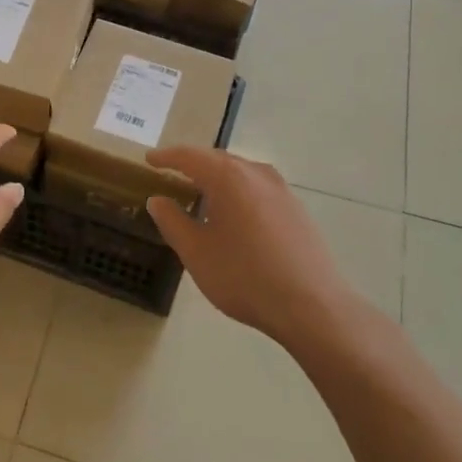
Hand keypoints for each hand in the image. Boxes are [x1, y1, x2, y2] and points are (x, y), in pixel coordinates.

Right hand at [144, 148, 355, 342]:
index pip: (189, 156)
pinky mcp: (296, 208)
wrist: (312, 305)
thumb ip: (172, 221)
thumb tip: (157, 199)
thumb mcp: (196, 252)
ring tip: (201, 191)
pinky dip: (238, 189)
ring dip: (218, 176)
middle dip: (193, 163)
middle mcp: (256, 173)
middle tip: (172, 173)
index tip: (149, 160)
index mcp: (228, 178)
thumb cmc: (244, 276)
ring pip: (241, 171)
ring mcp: (281, 190)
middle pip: (218, 159)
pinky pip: (258, 187)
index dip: (166, 157)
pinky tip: (235, 212)